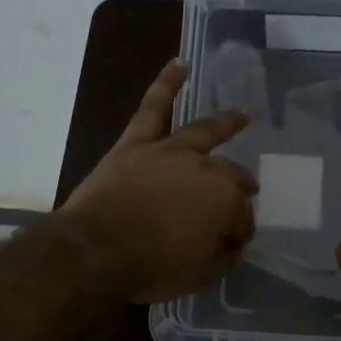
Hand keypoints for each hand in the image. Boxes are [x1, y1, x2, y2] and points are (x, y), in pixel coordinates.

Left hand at [61, 59, 258, 302]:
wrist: (95, 251)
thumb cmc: (151, 267)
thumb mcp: (200, 275)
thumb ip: (223, 255)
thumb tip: (231, 241)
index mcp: (224, 202)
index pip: (243, 216)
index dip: (240, 231)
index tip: (233, 244)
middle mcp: (205, 169)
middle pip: (231, 175)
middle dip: (240, 187)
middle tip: (245, 194)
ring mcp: (170, 151)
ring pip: (204, 131)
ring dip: (226, 122)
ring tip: (241, 114)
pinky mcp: (137, 143)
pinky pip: (153, 107)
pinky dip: (167, 84)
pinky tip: (180, 64)